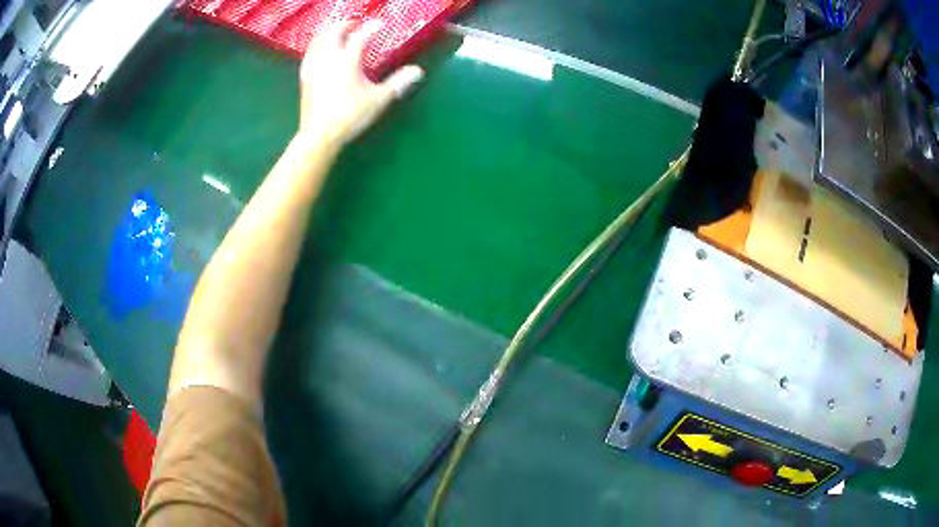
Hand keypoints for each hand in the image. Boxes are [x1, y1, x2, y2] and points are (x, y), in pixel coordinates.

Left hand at [297, 20, 423, 146]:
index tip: (380, 24)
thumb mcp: (378, 100)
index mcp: (347, 61)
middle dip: (345, 24)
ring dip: (328, 32)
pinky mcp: (305, 77)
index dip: (371, 27)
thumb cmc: (350, 116)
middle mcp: (329, 59)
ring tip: (336, 32)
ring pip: (318, 40)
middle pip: (334, 32)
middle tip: (355, 24)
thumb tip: (417, 71)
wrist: (319, 135)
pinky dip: (316, 46)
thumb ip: (398, 83)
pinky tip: (318, 50)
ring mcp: (314, 67)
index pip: (360, 36)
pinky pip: (309, 54)